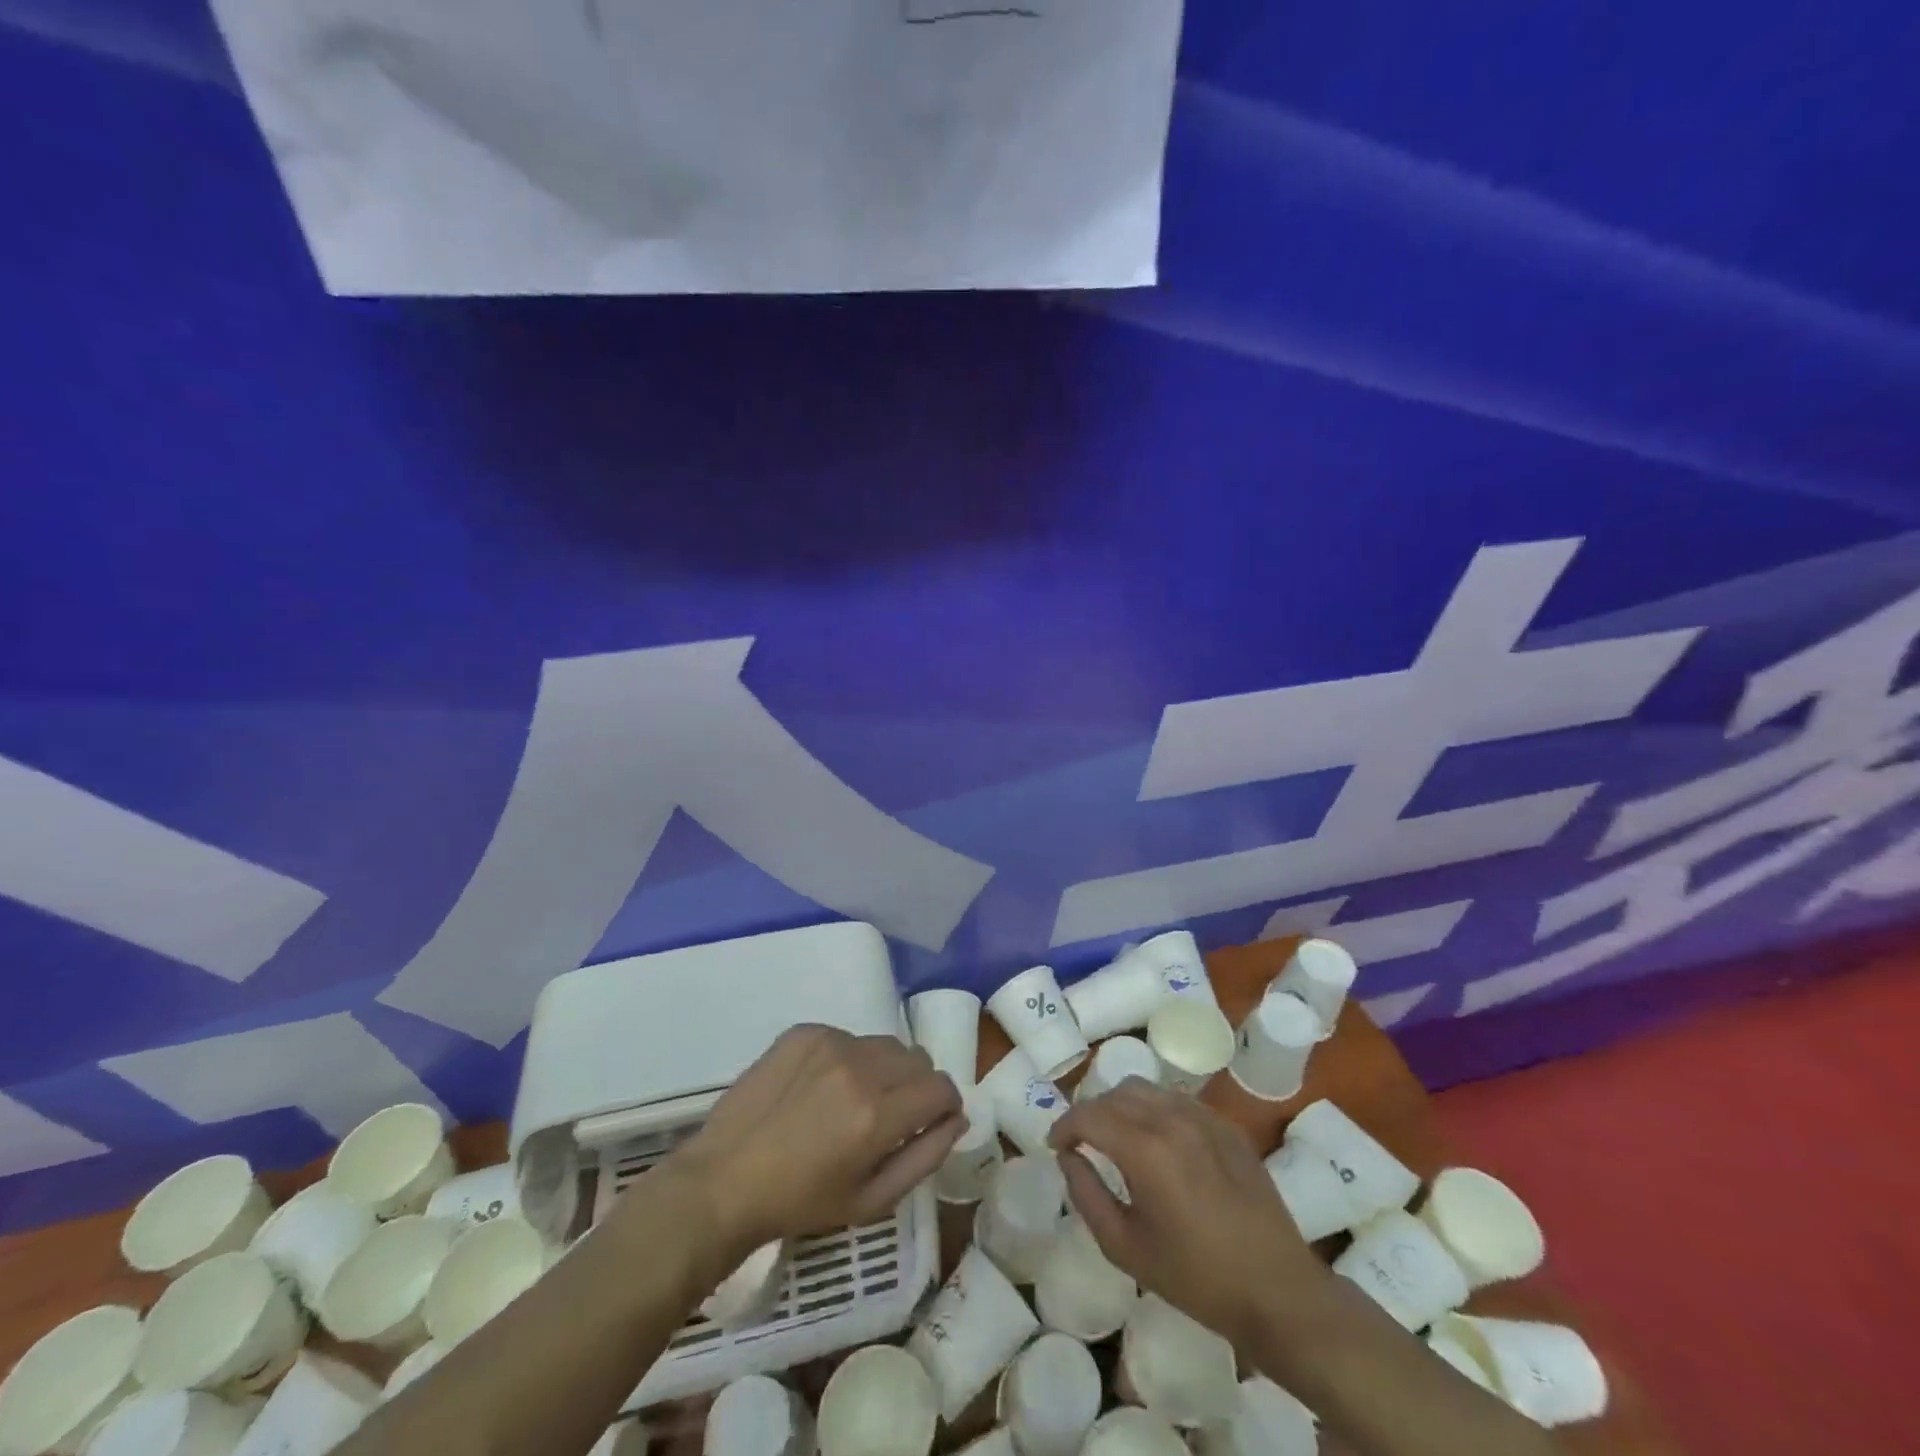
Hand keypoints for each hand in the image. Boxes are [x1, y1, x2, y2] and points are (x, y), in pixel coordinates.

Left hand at [664, 1024, 964, 1259]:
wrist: (724, 1179)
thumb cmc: (800, 1202)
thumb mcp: (872, 1201)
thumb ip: (924, 1157)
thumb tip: (957, 1119)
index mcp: (877, 1115)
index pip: (941, 1086)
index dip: (944, 1105)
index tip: (930, 1120)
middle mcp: (859, 1068)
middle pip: (917, 1059)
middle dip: (915, 1087)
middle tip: (888, 1116)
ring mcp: (830, 1043)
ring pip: (884, 1045)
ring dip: (883, 1069)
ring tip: (852, 1101)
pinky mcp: (805, 1031)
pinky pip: (848, 1037)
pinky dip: (847, 1058)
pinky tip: (820, 1088)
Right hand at [1047, 1079, 1325, 1352]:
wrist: (1277, 1291)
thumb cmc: (1196, 1277)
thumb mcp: (1125, 1247)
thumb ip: (1086, 1194)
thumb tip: (1068, 1157)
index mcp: (1144, 1149)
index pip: (1089, 1114)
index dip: (1064, 1125)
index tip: (1055, 1145)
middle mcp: (1171, 1119)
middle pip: (1115, 1094)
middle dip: (1091, 1113)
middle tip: (1082, 1143)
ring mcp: (1203, 1117)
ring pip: (1146, 1089)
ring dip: (1121, 1106)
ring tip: (1116, 1137)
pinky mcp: (1225, 1125)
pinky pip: (1176, 1101)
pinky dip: (1154, 1110)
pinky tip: (1157, 1141)